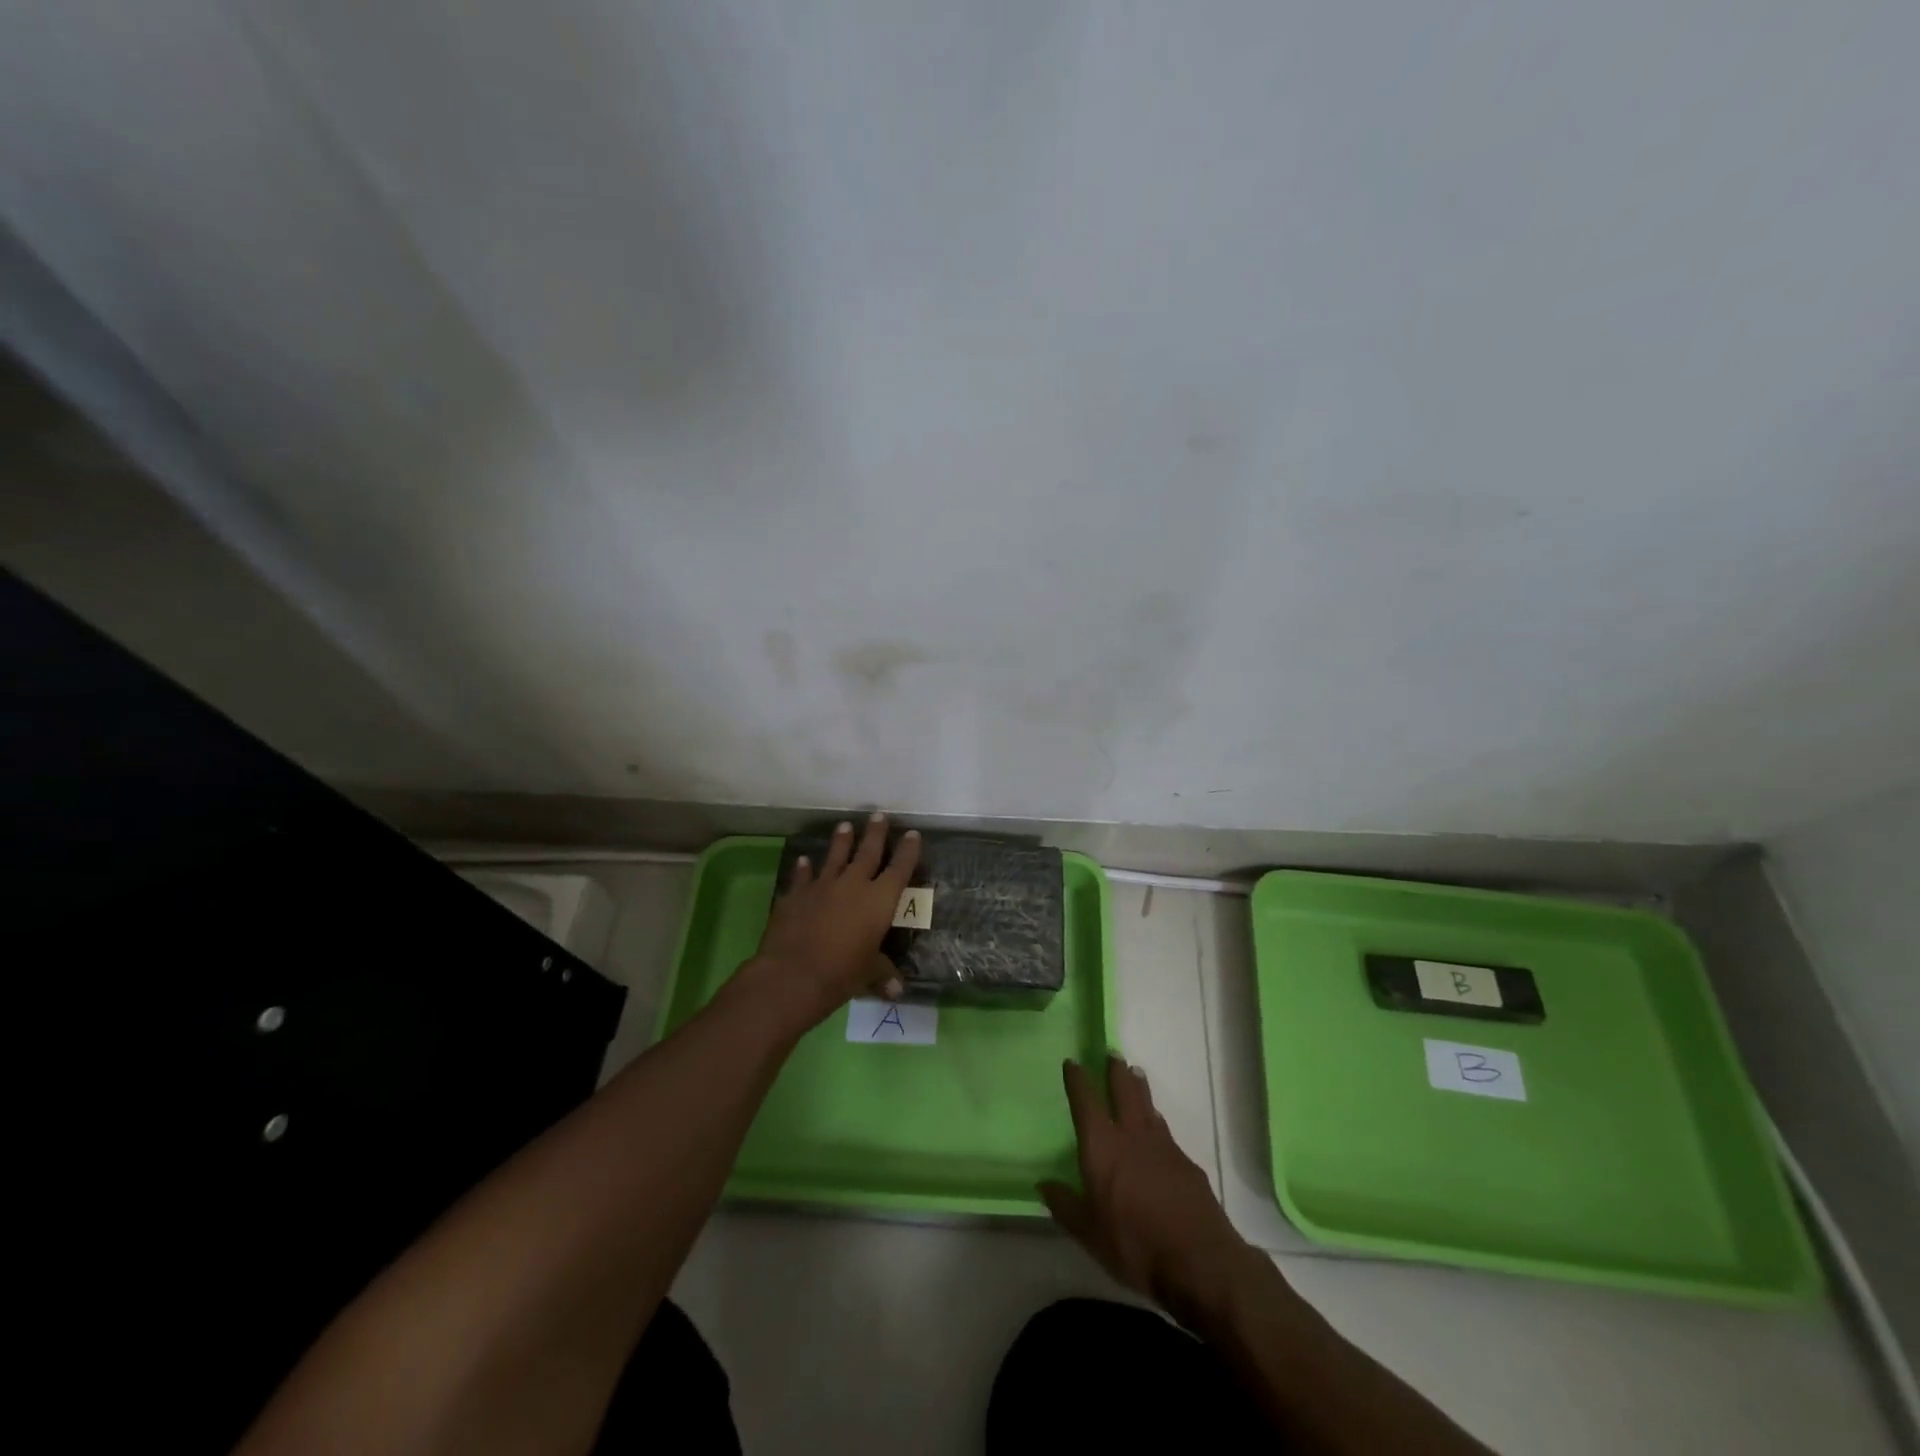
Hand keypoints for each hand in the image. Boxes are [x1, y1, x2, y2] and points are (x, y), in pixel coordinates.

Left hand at [744, 813, 920, 1027]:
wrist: (793, 974)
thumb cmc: (841, 974)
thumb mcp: (868, 975)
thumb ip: (882, 974)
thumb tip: (896, 989)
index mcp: (879, 901)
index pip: (899, 869)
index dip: (908, 851)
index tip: (912, 834)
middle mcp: (853, 885)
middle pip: (868, 852)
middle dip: (875, 833)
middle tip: (879, 815)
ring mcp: (822, 886)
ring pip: (835, 856)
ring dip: (841, 841)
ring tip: (845, 825)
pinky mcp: (796, 894)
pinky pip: (802, 876)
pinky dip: (804, 867)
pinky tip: (804, 859)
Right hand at [1041, 1056, 1260, 1325]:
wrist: (1199, 1261)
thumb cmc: (1134, 1246)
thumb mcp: (1089, 1234)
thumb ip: (1065, 1206)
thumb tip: (1044, 1184)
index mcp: (1102, 1147)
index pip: (1086, 1102)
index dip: (1078, 1081)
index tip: (1073, 1062)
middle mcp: (1131, 1136)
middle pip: (1123, 1092)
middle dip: (1116, 1072)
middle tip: (1113, 1054)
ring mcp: (1163, 1147)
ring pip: (1148, 1106)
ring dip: (1139, 1088)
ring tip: (1136, 1074)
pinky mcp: (1187, 1164)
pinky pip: (1165, 1131)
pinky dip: (1157, 1121)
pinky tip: (1157, 1127)